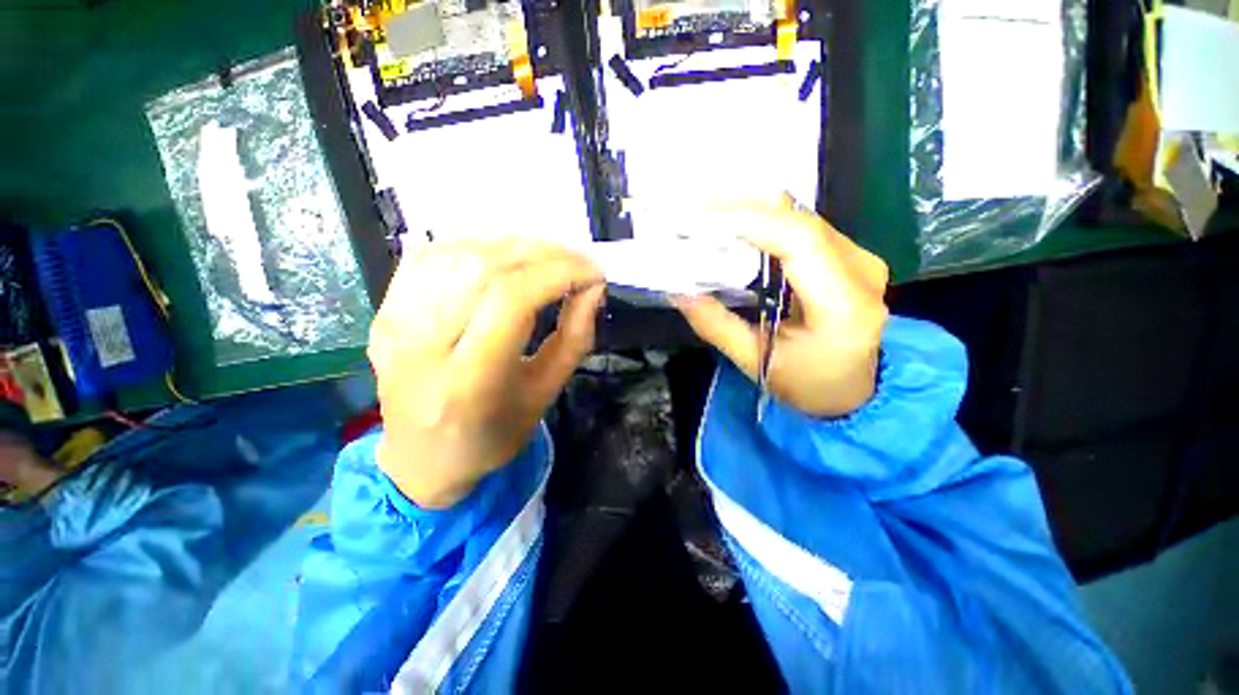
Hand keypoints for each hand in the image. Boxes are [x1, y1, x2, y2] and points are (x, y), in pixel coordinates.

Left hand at [368, 239, 604, 508]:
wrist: (420, 459)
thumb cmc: (491, 436)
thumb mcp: (546, 394)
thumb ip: (574, 338)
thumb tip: (592, 287)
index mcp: (467, 381)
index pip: (512, 298)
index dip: (559, 272)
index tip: (593, 273)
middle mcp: (420, 346)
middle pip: (484, 267)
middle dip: (543, 254)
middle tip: (578, 262)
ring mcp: (393, 322)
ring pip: (459, 253)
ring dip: (514, 246)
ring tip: (548, 259)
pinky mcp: (384, 310)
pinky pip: (433, 256)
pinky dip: (479, 247)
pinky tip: (504, 260)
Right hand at [674, 199, 888, 417]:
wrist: (851, 390)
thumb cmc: (806, 384)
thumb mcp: (755, 361)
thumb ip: (716, 325)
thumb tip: (679, 291)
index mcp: (844, 305)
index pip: (799, 240)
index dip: (748, 221)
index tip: (698, 219)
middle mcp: (861, 270)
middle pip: (798, 218)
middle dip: (740, 210)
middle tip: (692, 215)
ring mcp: (859, 257)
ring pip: (799, 215)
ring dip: (750, 213)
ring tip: (706, 220)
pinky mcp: (848, 255)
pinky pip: (800, 225)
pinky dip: (763, 223)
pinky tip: (734, 229)